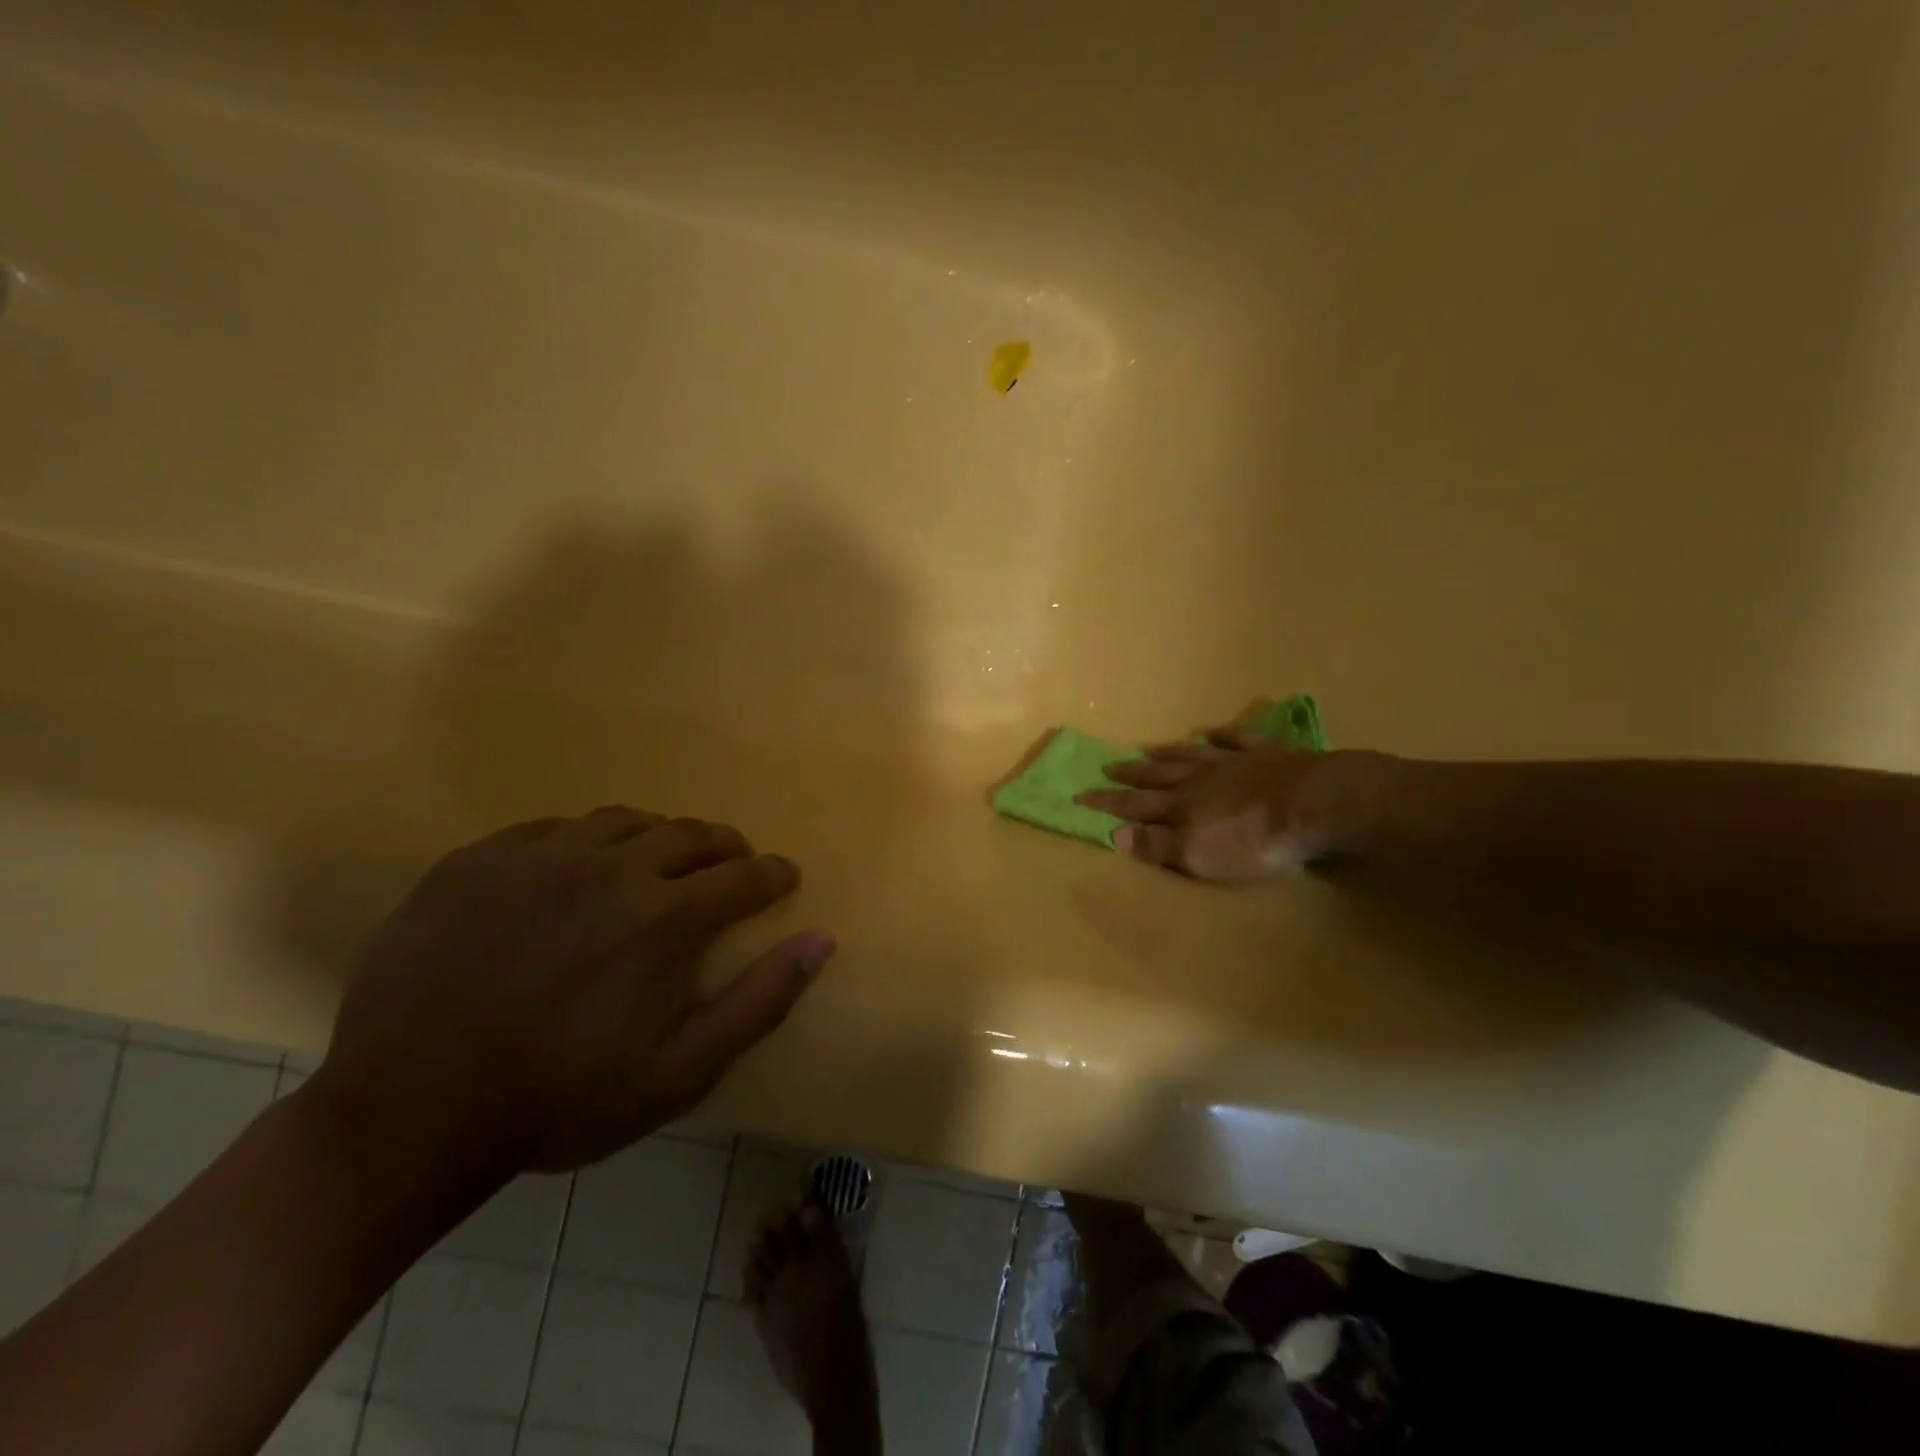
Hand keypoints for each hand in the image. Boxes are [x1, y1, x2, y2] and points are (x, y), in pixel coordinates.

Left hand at [307, 807, 834, 1180]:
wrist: (405, 1116)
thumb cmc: (558, 1102)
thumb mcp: (678, 1073)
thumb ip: (759, 1002)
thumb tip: (821, 940)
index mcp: (663, 918)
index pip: (745, 876)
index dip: (773, 875)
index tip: (783, 879)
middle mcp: (609, 867)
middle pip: (691, 834)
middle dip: (725, 848)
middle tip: (730, 867)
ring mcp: (538, 856)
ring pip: (625, 820)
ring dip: (659, 839)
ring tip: (659, 865)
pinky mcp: (479, 858)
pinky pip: (553, 828)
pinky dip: (585, 842)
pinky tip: (577, 872)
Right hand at [1077, 730, 1365, 880]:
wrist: (1313, 804)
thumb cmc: (1253, 840)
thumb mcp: (1197, 855)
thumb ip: (1156, 845)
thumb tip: (1115, 833)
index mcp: (1181, 807)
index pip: (1135, 805)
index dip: (1107, 802)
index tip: (1078, 795)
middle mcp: (1200, 780)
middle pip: (1159, 775)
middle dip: (1131, 774)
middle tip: (1108, 767)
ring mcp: (1233, 762)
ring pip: (1191, 755)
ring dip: (1168, 753)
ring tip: (1149, 749)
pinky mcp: (1267, 753)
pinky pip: (1237, 739)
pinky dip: (1222, 735)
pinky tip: (1213, 731)